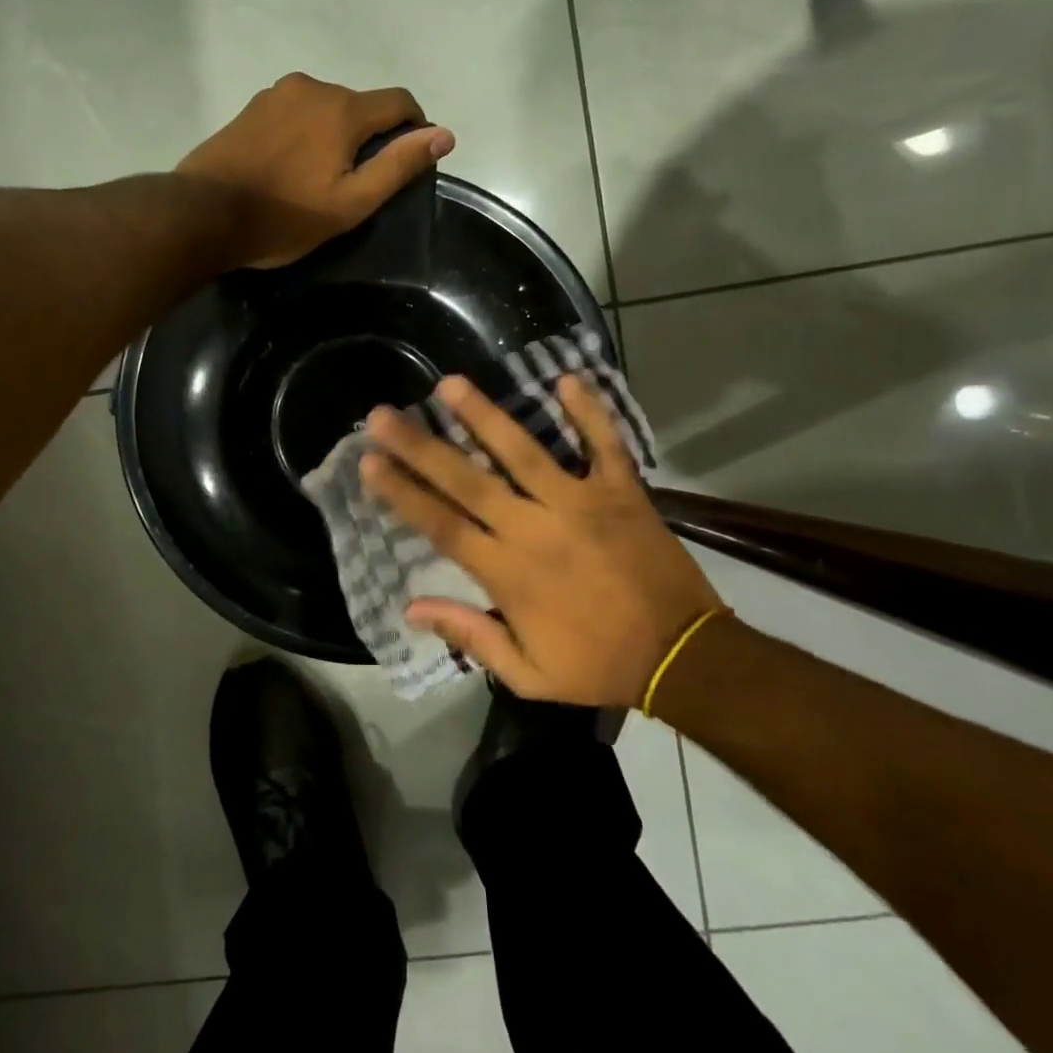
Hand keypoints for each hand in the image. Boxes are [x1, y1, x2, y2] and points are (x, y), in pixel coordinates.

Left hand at [175, 72, 453, 268]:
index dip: (415, 128)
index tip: (409, 159)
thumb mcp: (350, 203)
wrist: (203, 214)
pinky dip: (305, 133)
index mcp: (343, 108)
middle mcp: (312, 87)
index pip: (399, 102)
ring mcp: (276, 94)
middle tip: (355, 183)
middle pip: (360, 105)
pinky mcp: (251, 107)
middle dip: (369, 136)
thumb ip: (398, 166)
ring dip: (335, 134)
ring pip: (325, 108)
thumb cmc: (284, 217)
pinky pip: (295, 113)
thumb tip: (444, 134)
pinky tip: (289, 167)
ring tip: (318, 178)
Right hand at [360, 375, 725, 706]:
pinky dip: (589, 413)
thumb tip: (410, 608)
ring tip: (450, 384)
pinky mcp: (622, 492)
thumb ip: (470, 635)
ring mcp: (580, 504)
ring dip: (485, 416)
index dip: (402, 493)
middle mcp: (534, 529)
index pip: (442, 525)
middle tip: (383, 415)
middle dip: (421, 447)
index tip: (369, 462)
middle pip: (467, 481)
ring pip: (524, 453)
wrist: (683, 657)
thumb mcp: (528, 674)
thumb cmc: (598, 665)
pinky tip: (566, 379)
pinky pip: (604, 445)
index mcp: (508, 573)